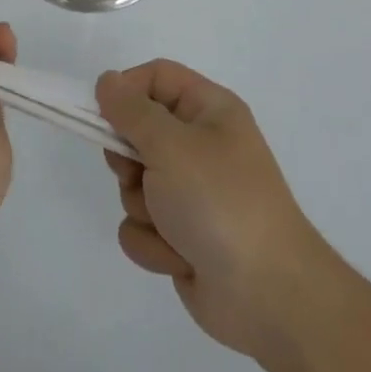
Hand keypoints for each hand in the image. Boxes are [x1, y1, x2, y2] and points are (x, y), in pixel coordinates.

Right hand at [96, 60, 328, 356]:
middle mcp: (200, 145)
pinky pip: (141, 225)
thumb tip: (107, 81)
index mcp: (210, 110)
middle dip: (129, 160)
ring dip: (143, 207)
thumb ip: (131, 110)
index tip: (102, 115)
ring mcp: (190, 192)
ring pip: (133, 184)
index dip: (126, 91)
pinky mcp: (181, 234)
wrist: (268, 294)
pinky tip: (179, 256)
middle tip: (139, 173)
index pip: (156, 77)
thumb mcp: (171, 145)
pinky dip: (153, 242)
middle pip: (137, 132)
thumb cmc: (220, 202)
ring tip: (172, 225)